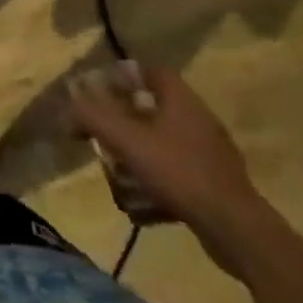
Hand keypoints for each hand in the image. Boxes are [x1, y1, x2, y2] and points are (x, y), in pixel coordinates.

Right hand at [68, 64, 269, 272]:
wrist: (237, 230)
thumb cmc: (179, 171)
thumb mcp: (128, 140)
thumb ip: (92, 118)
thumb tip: (65, 110)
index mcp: (180, 98)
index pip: (150, 71)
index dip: (124, 76)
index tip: (101, 91)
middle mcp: (198, 118)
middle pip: (154, 108)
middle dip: (126, 121)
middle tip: (104, 134)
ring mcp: (210, 154)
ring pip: (164, 144)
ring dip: (139, 156)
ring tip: (117, 174)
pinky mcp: (216, 185)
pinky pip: (177, 174)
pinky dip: (157, 183)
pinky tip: (141, 206)